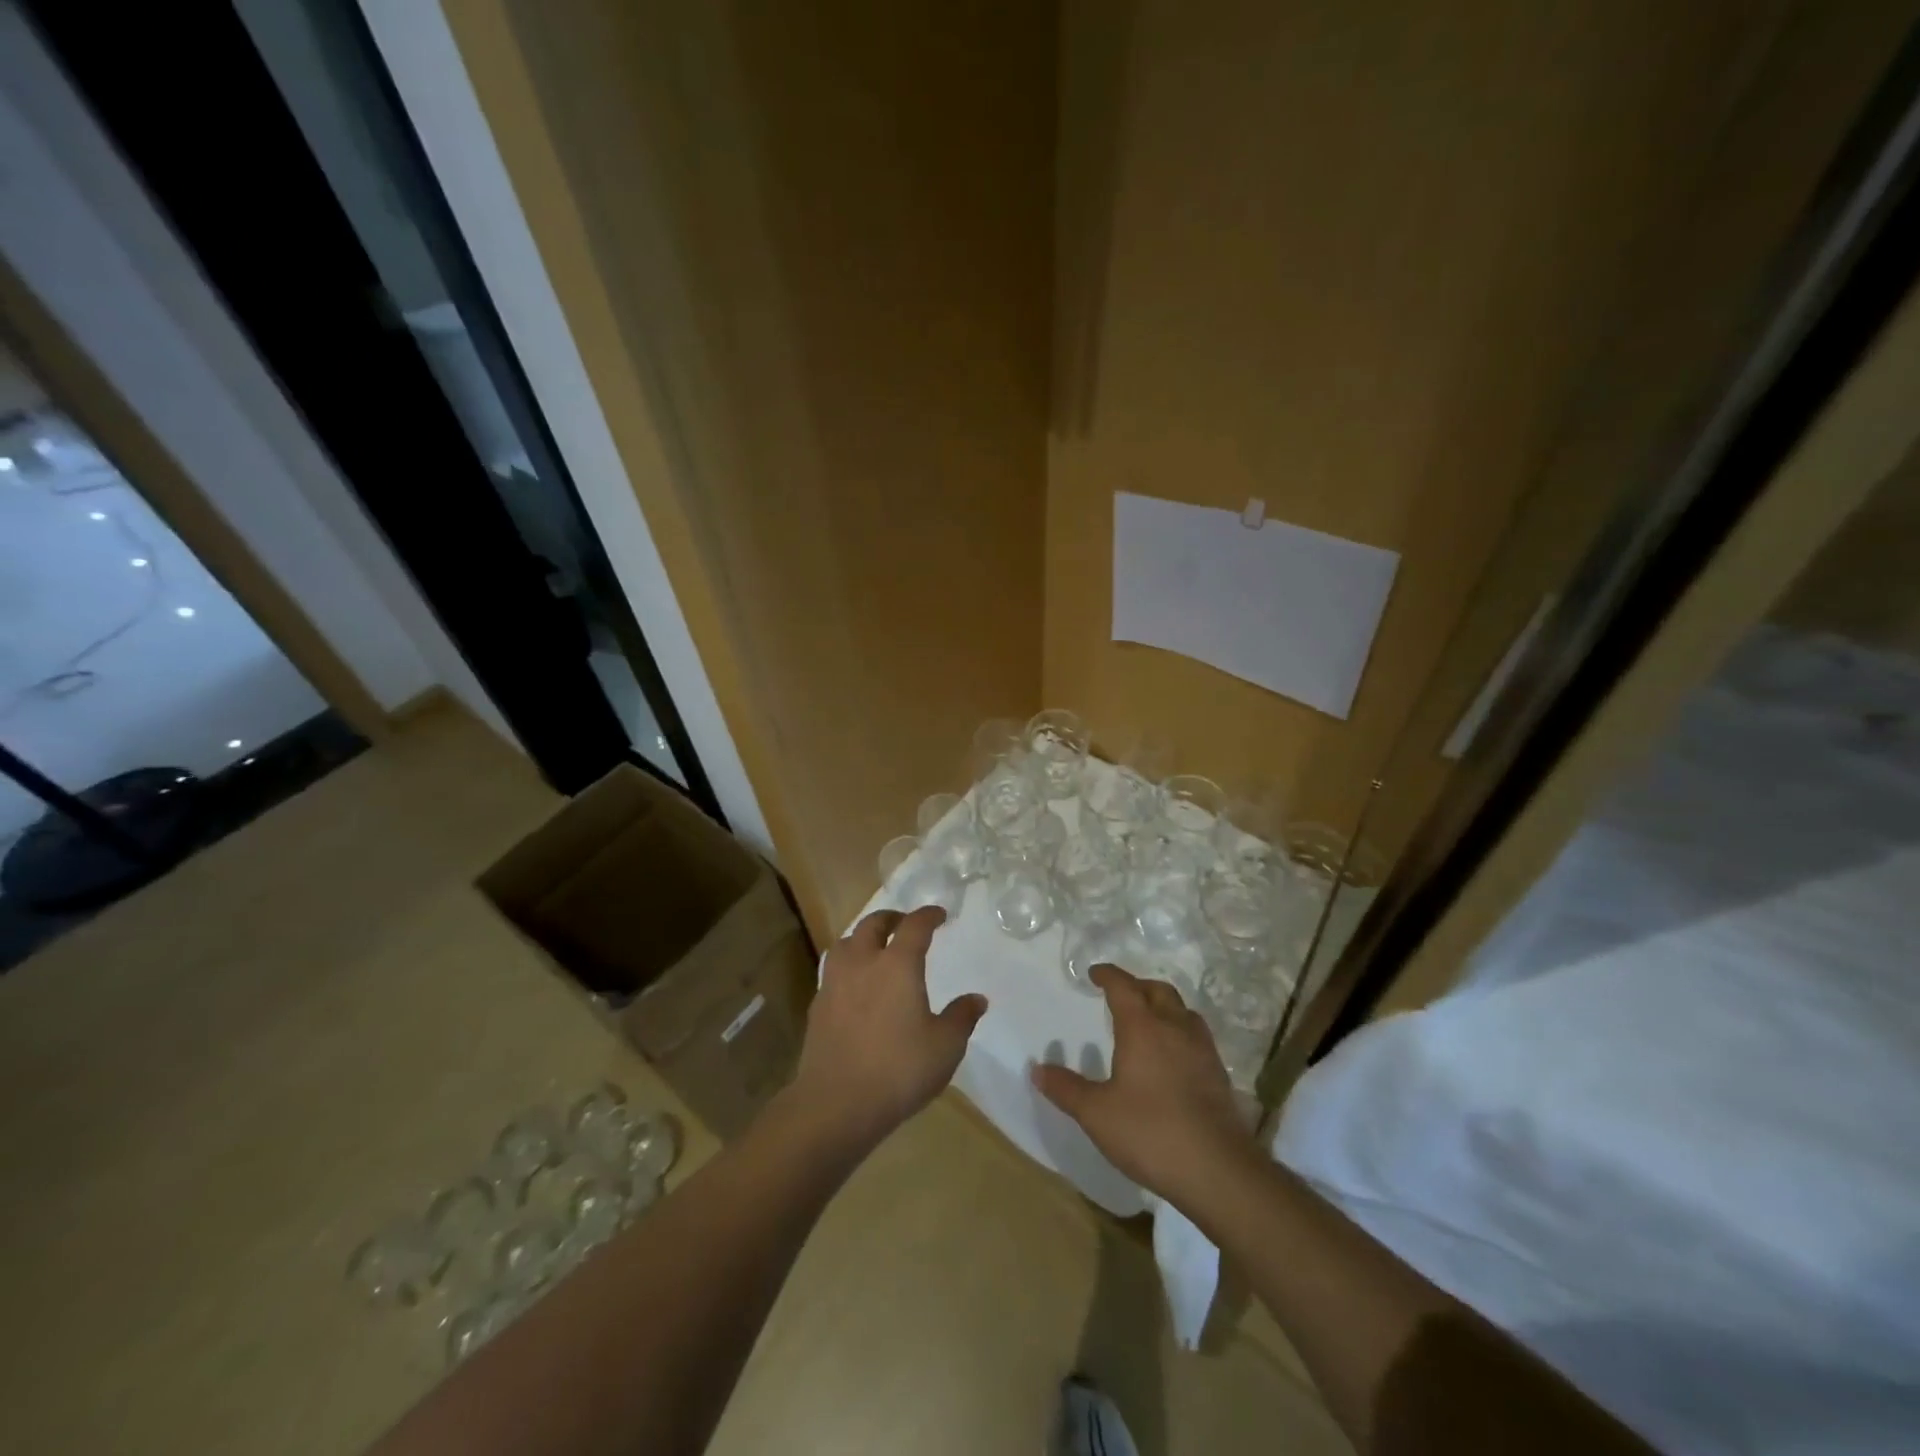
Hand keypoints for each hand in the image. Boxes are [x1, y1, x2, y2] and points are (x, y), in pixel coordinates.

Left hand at [787, 906, 986, 1155]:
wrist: (836, 1104)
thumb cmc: (899, 1070)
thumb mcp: (945, 1047)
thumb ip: (962, 1018)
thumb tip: (977, 999)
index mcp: (897, 965)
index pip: (914, 926)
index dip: (928, 915)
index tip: (939, 915)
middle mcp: (863, 963)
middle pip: (873, 925)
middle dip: (891, 918)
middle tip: (905, 924)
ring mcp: (834, 983)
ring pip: (845, 943)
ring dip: (862, 938)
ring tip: (874, 949)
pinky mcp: (817, 1006)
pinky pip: (833, 971)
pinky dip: (848, 966)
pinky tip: (855, 986)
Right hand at [1030, 964, 1257, 1210]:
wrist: (1218, 1170)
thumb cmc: (1150, 1133)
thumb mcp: (1097, 1114)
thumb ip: (1066, 1089)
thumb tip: (1037, 1069)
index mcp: (1143, 1027)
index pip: (1123, 986)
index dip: (1108, 975)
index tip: (1095, 973)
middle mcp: (1175, 1028)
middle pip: (1158, 991)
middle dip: (1137, 986)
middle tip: (1120, 995)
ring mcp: (1202, 1049)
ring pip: (1182, 1010)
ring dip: (1163, 1006)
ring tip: (1148, 1020)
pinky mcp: (1218, 1073)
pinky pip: (1196, 1035)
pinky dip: (1180, 1031)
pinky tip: (1172, 1055)